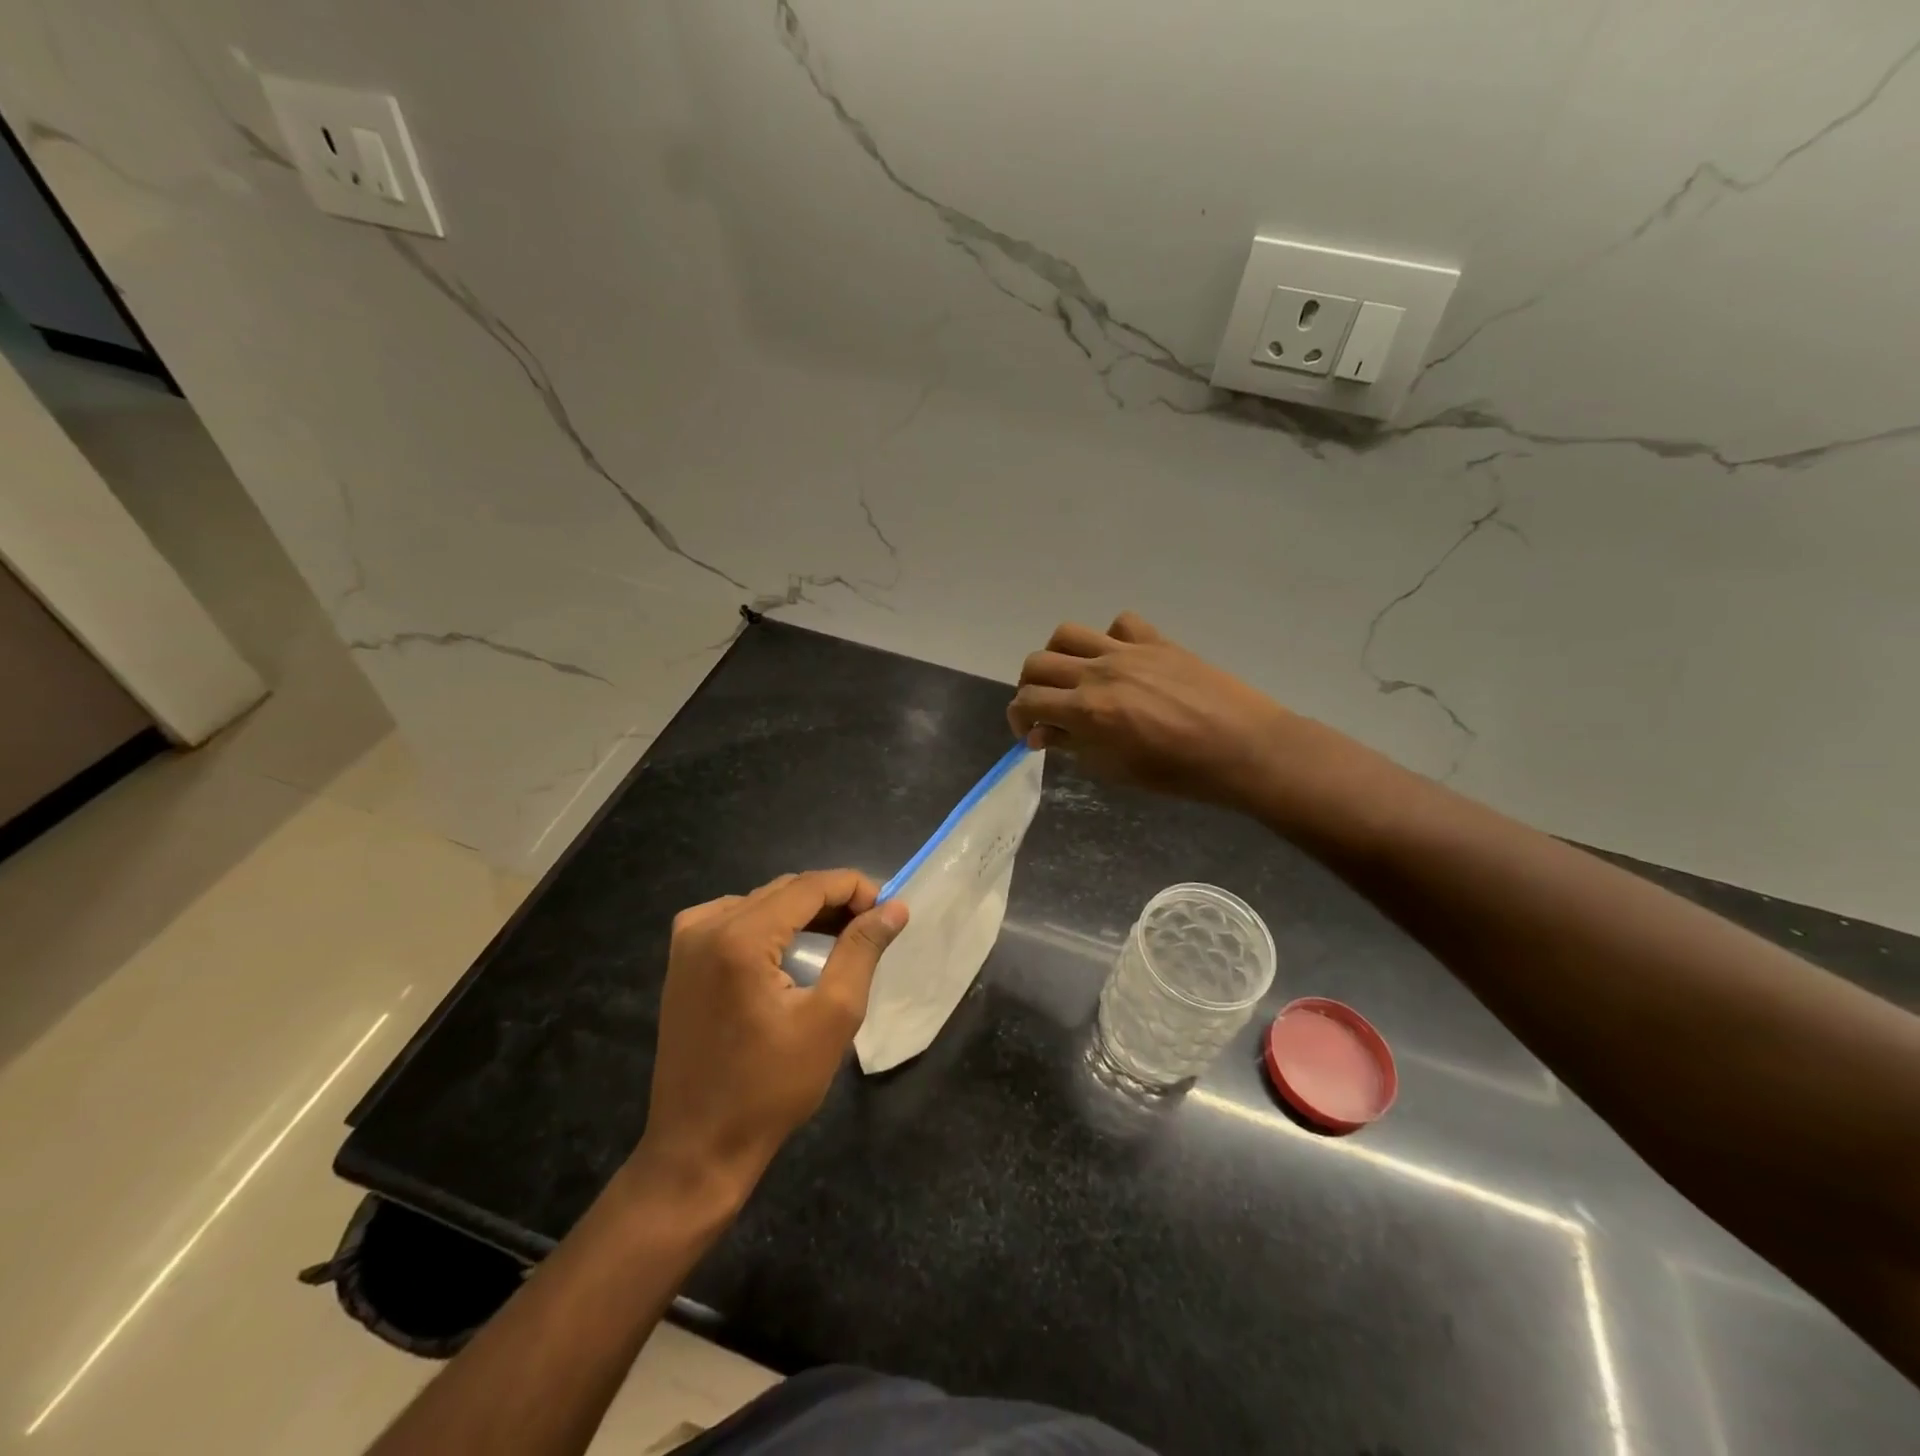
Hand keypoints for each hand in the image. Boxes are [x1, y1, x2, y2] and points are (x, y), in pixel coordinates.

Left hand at [634, 870, 907, 1201]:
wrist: (698, 1147)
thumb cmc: (772, 1088)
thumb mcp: (832, 1017)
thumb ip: (862, 951)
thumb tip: (894, 908)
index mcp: (739, 937)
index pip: (809, 886)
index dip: (855, 888)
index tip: (889, 909)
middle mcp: (706, 925)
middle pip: (784, 890)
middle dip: (832, 902)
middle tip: (870, 927)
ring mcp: (687, 941)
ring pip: (760, 903)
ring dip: (803, 914)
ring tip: (840, 940)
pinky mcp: (681, 960)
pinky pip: (734, 920)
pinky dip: (770, 926)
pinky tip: (790, 952)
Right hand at [1008, 612, 1292, 807]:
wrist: (1244, 748)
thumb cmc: (1179, 773)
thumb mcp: (1117, 770)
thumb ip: (1075, 746)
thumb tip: (1046, 733)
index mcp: (1088, 710)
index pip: (1028, 702)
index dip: (1018, 719)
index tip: (1029, 734)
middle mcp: (1099, 672)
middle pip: (1037, 663)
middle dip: (1030, 689)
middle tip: (1045, 709)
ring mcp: (1128, 651)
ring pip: (1068, 634)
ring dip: (1058, 656)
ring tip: (1072, 677)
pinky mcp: (1157, 641)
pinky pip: (1120, 624)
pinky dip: (1109, 639)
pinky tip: (1119, 660)